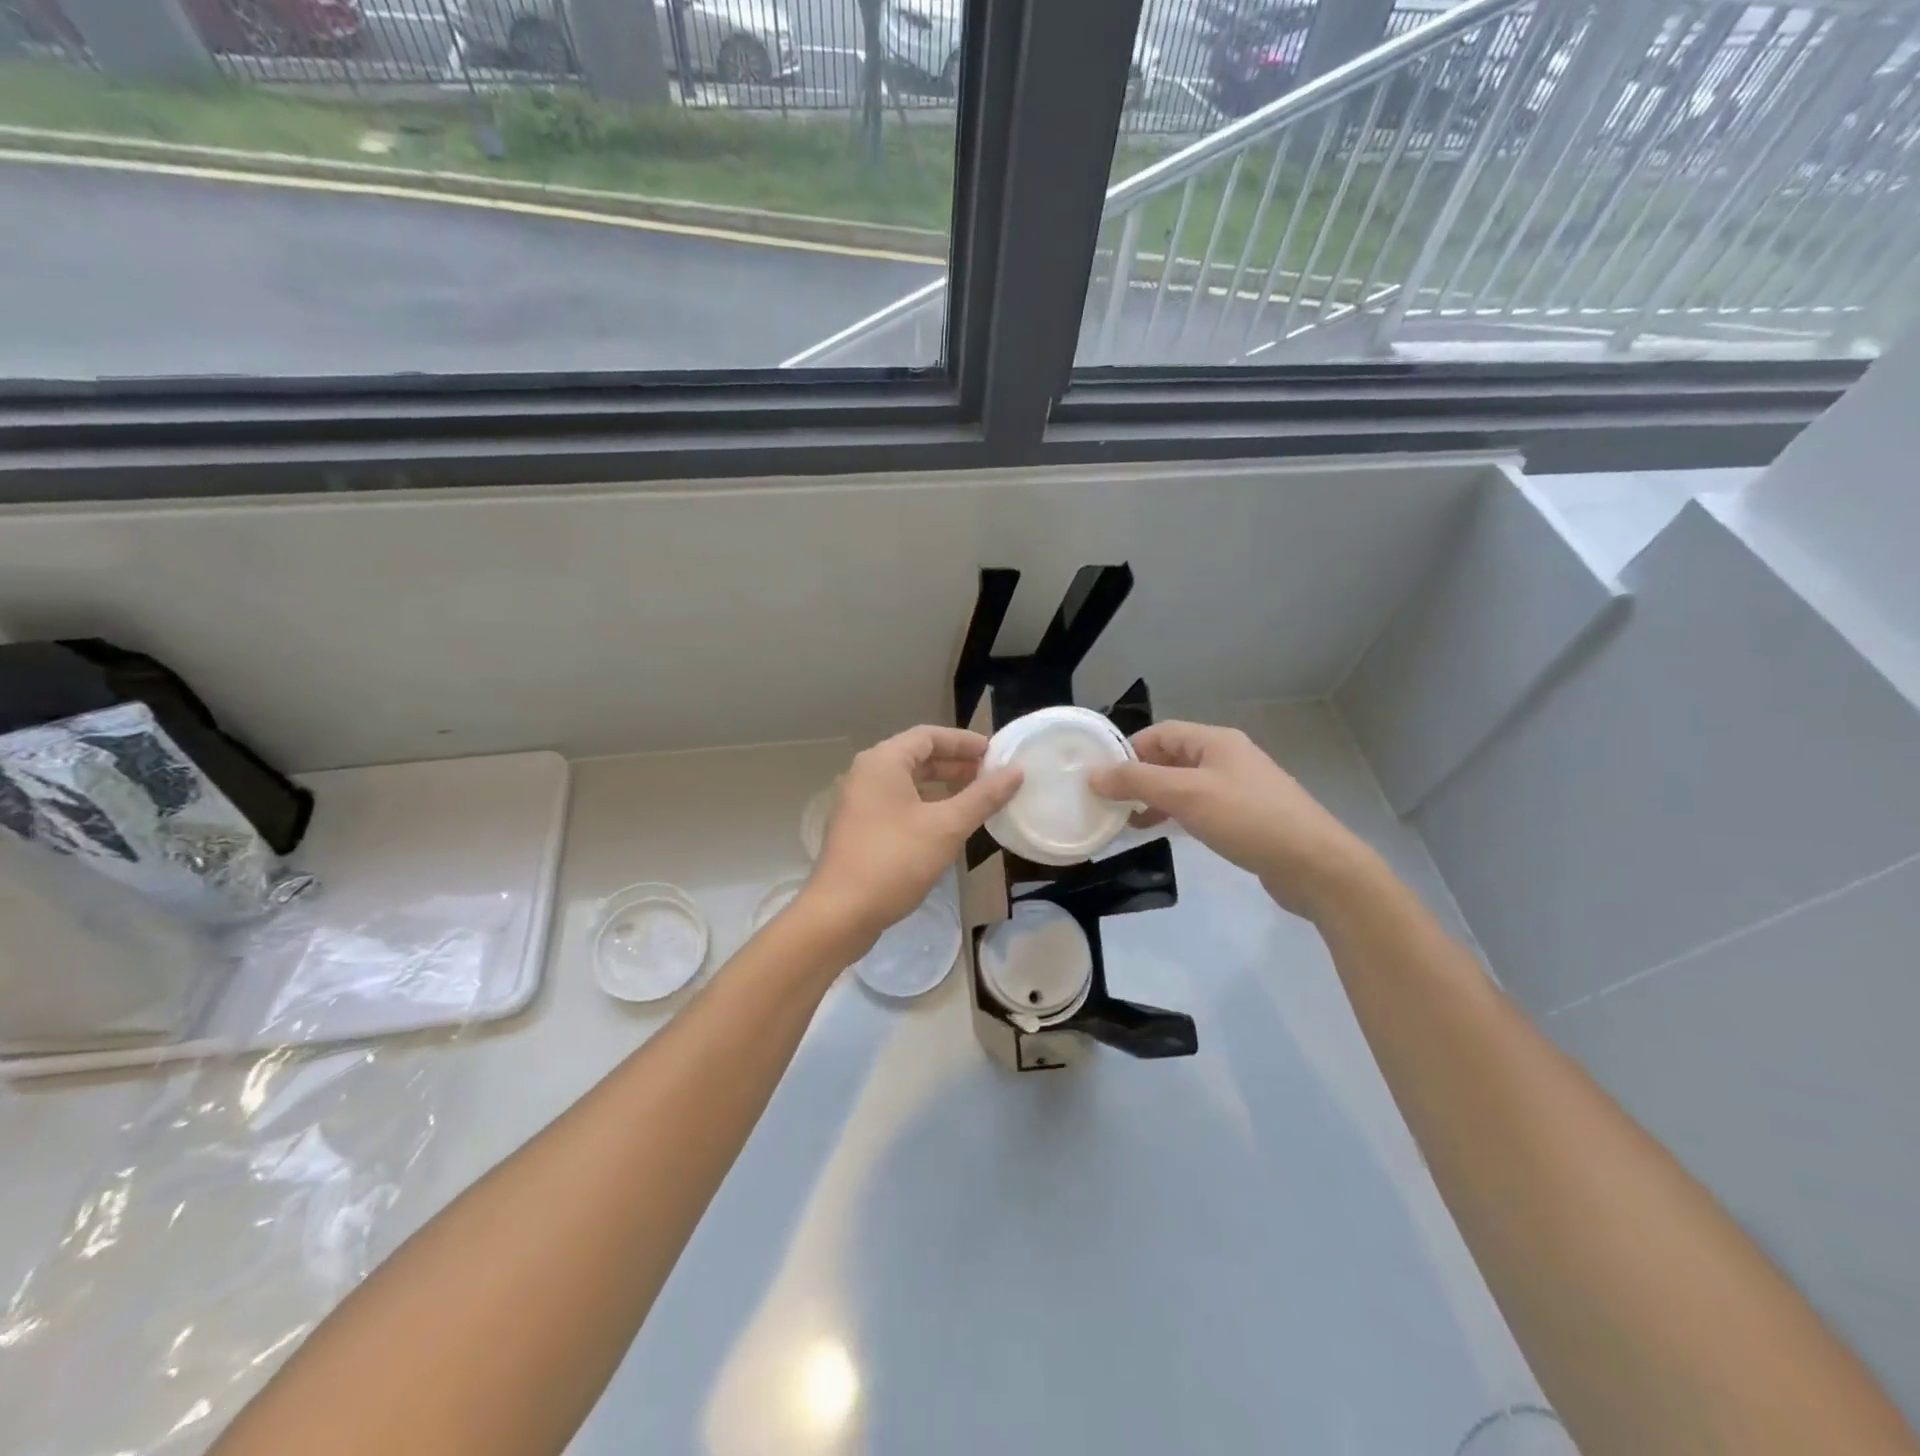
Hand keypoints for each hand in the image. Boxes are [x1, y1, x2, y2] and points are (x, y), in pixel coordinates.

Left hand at [802, 726, 1022, 949]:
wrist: (840, 913)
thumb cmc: (894, 861)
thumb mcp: (947, 827)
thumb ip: (983, 797)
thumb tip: (1016, 772)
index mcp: (883, 762)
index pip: (929, 736)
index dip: (964, 742)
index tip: (995, 753)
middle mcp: (866, 774)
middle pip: (917, 756)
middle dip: (955, 764)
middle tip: (990, 775)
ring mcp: (859, 801)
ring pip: (907, 781)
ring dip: (941, 785)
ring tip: (975, 797)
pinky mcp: (859, 827)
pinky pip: (897, 802)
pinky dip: (925, 804)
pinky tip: (947, 824)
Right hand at [1087, 721, 1379, 919]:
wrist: (1315, 864)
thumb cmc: (1247, 819)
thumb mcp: (1185, 795)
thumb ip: (1137, 782)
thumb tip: (1093, 774)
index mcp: (1216, 741)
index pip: (1161, 733)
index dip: (1128, 751)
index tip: (1101, 777)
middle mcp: (1228, 757)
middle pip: (1172, 757)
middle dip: (1139, 776)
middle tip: (1110, 802)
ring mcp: (1239, 787)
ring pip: (1185, 783)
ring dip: (1156, 798)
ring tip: (1129, 821)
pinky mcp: (1246, 816)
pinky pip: (1201, 805)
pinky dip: (1177, 814)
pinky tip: (1165, 832)